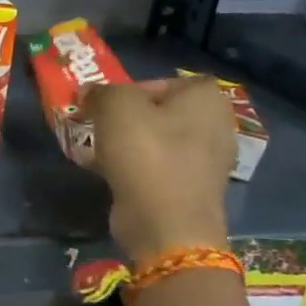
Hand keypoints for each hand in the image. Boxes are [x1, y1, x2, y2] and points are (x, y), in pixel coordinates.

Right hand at [82, 78, 233, 264]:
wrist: (165, 223)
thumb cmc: (146, 154)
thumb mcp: (115, 107)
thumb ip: (101, 92)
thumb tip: (89, 94)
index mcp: (207, 97)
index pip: (164, 81)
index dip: (131, 89)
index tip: (105, 106)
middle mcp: (216, 124)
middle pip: (160, 112)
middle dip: (127, 120)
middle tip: (98, 128)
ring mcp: (208, 160)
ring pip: (158, 141)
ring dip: (128, 145)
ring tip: (98, 153)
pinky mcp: (193, 189)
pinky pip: (159, 167)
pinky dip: (136, 168)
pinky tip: (111, 175)